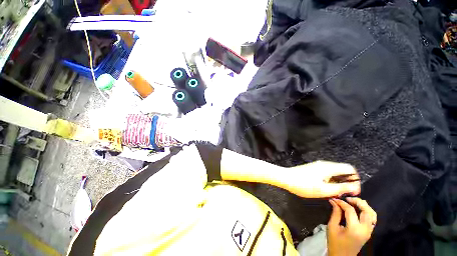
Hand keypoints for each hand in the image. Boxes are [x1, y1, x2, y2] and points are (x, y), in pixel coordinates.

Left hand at [280, 161, 360, 197]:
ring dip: (338, 182)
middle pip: (343, 170)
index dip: (355, 179)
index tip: (353, 191)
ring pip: (335, 172)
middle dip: (347, 182)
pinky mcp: (313, 168)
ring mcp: (318, 165)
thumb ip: (341, 188)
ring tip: (334, 192)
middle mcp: (325, 164)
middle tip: (342, 193)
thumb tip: (355, 187)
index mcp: (329, 167)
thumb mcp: (323, 190)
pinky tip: (326, 188)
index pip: (350, 168)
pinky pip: (327, 173)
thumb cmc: (304, 185)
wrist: (286, 178)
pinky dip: (331, 180)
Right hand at [327, 198, 376, 255]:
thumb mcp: (332, 227)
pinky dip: (367, 212)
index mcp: (354, 229)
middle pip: (367, 211)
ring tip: (354, 202)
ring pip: (372, 214)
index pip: (350, 210)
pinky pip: (372, 219)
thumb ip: (335, 214)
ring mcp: (369, 231)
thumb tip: (334, 201)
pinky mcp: (369, 232)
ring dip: (364, 206)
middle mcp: (365, 229)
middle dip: (358, 202)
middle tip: (347, 198)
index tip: (335, 199)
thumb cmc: (335, 243)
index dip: (342, 203)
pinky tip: (359, 209)